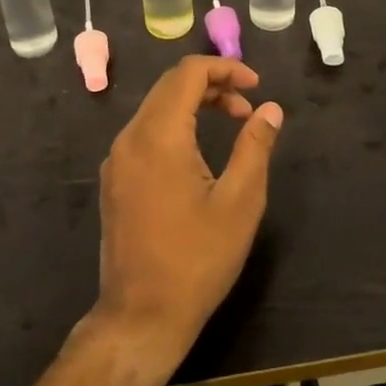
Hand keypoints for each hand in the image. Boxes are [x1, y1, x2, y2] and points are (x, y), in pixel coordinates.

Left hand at [88, 56, 283, 372]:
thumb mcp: (239, 202)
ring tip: (232, 123)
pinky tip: (197, 152)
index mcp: (158, 135)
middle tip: (248, 107)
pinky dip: (174, 125)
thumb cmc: (196, 260)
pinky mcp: (114, 179)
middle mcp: (130, 137)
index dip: (225, 68)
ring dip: (194, 104)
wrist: (140, 317)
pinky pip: (144, 132)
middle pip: (170, 85)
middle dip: (212, 84)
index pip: (188, 73)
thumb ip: (255, 147)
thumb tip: (271, 109)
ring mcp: (116, 159)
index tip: (256, 86)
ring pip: (156, 107)